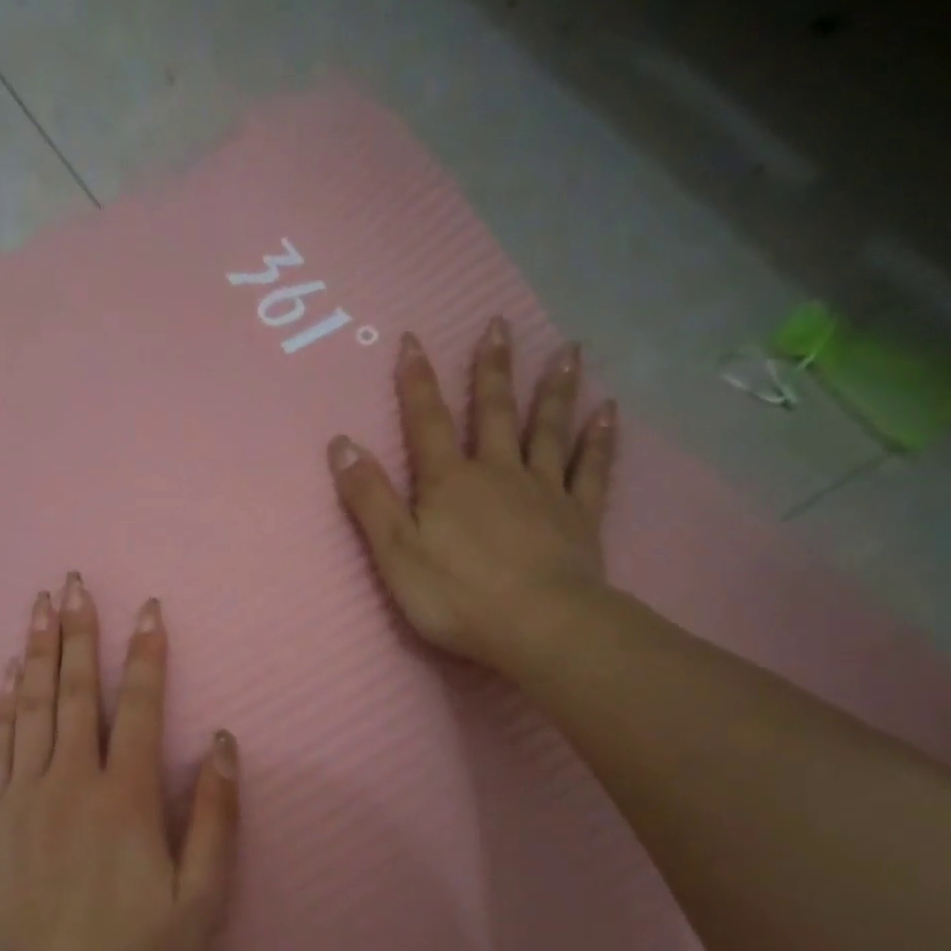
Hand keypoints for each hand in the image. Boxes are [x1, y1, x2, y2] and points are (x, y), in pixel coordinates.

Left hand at [0, 576, 239, 950]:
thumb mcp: (199, 905)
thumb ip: (213, 818)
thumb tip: (219, 743)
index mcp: (124, 799)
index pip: (138, 707)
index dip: (146, 654)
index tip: (148, 609)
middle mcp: (70, 782)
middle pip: (77, 692)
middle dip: (81, 632)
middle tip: (75, 582)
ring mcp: (20, 797)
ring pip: (33, 707)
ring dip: (41, 652)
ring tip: (41, 606)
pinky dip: (4, 704)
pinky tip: (10, 673)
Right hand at [326, 318, 618, 667]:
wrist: (540, 626)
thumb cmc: (457, 595)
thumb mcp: (395, 551)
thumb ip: (369, 498)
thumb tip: (341, 444)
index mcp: (449, 482)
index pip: (427, 422)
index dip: (416, 382)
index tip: (412, 340)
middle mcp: (498, 473)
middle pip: (494, 412)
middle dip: (491, 369)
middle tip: (499, 324)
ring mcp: (544, 491)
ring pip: (547, 430)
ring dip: (554, 390)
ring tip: (567, 350)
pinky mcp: (579, 517)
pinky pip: (592, 469)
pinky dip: (599, 440)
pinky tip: (608, 412)